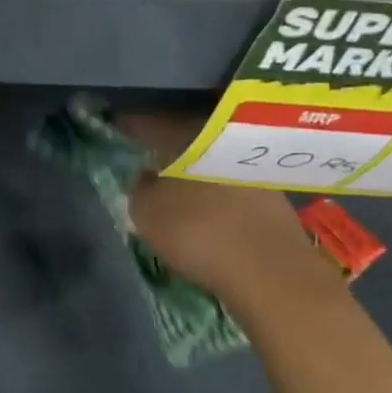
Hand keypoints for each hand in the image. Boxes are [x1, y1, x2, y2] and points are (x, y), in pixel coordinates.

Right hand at [118, 113, 338, 303]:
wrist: (270, 269)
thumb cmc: (197, 234)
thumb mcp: (146, 213)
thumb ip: (140, 188)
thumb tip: (146, 174)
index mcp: (186, 137)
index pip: (152, 123)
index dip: (132, 124)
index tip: (119, 127)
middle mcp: (221, 141)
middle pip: (186, 135)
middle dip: (168, 143)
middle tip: (149, 155)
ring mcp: (250, 165)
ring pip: (212, 157)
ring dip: (195, 167)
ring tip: (177, 184)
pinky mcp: (272, 192)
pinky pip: (232, 180)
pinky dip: (217, 188)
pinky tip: (207, 205)